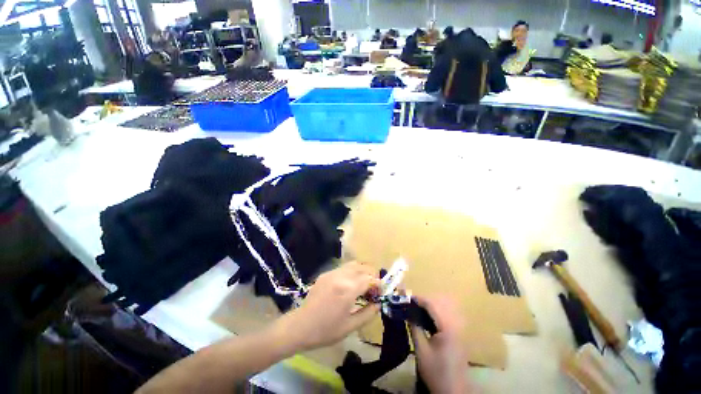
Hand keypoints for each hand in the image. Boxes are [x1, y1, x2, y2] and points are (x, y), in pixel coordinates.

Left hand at [276, 262, 379, 351]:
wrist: (300, 326)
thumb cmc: (326, 331)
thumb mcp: (350, 326)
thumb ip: (368, 313)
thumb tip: (378, 304)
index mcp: (348, 289)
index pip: (369, 279)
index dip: (378, 284)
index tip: (381, 292)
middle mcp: (341, 276)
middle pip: (363, 268)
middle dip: (372, 276)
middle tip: (373, 289)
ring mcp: (332, 273)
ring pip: (353, 264)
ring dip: (362, 272)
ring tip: (363, 285)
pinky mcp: (326, 274)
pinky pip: (343, 268)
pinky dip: (352, 272)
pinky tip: (349, 285)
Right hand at [411, 296, 468, 393]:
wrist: (453, 393)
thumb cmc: (436, 371)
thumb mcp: (421, 350)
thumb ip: (415, 328)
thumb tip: (407, 313)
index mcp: (447, 328)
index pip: (432, 305)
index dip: (419, 299)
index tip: (406, 298)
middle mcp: (455, 326)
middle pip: (439, 305)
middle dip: (424, 302)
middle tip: (410, 304)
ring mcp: (458, 332)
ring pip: (443, 311)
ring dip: (429, 308)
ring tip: (416, 310)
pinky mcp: (458, 337)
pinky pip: (445, 319)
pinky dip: (435, 316)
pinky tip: (426, 321)